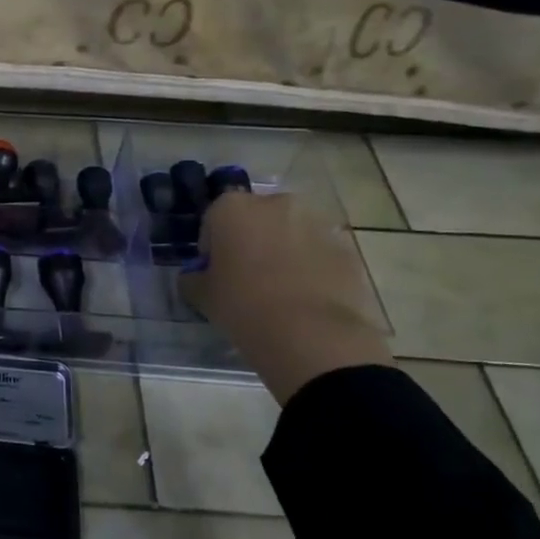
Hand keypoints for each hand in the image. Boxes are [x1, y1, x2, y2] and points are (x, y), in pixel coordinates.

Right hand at [178, 190, 391, 403]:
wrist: (312, 335)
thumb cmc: (243, 306)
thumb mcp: (201, 295)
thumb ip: (193, 278)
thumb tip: (195, 276)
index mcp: (233, 208)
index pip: (213, 219)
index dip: (212, 247)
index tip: (214, 273)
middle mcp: (276, 203)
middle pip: (256, 219)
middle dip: (251, 241)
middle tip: (247, 278)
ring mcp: (316, 223)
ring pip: (290, 234)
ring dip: (283, 252)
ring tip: (280, 291)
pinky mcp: (346, 248)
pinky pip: (319, 253)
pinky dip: (312, 268)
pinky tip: (306, 299)